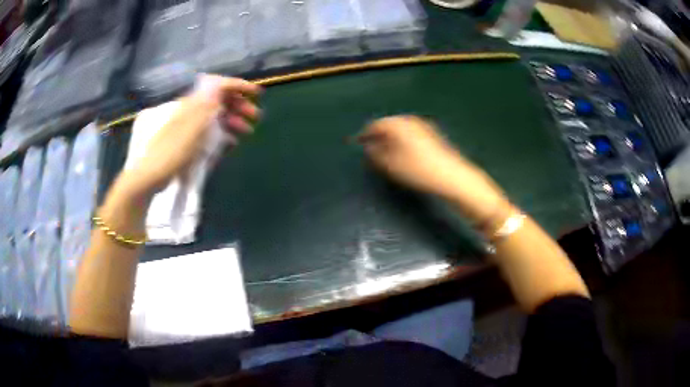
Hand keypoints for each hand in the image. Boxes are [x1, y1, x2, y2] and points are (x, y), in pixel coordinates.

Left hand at [118, 75, 261, 199]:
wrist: (149, 175)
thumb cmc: (170, 153)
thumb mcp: (190, 129)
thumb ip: (205, 106)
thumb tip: (219, 84)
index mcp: (192, 104)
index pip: (218, 86)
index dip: (239, 86)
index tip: (257, 94)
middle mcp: (192, 110)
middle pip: (219, 99)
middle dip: (240, 104)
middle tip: (256, 116)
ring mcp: (190, 124)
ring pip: (216, 115)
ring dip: (233, 119)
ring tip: (248, 130)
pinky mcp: (188, 138)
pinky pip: (209, 130)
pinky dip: (222, 132)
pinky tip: (231, 141)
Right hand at [358, 115, 508, 223]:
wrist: (452, 176)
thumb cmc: (418, 170)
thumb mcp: (390, 164)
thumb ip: (375, 153)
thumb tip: (368, 146)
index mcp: (398, 124)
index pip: (375, 125)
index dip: (365, 134)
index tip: (357, 144)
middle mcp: (410, 120)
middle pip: (389, 125)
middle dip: (379, 136)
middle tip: (371, 149)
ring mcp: (423, 126)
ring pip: (401, 129)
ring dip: (391, 139)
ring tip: (386, 153)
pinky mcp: (433, 135)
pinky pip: (411, 134)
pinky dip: (403, 141)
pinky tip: (404, 154)